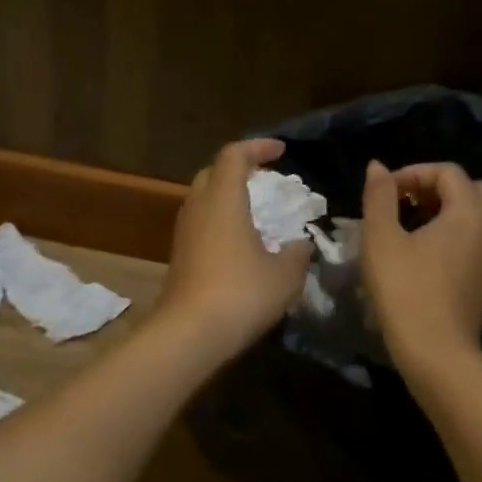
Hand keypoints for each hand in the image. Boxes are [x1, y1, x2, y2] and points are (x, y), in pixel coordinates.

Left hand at [155, 138, 312, 360]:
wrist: (189, 334)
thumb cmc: (241, 293)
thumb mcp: (285, 275)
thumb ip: (298, 254)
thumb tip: (301, 245)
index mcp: (223, 199)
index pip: (234, 155)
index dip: (257, 147)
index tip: (281, 151)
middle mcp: (198, 208)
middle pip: (212, 173)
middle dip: (239, 169)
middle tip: (267, 179)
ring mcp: (184, 233)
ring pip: (204, 200)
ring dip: (228, 197)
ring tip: (257, 212)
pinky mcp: (179, 256)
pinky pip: (201, 224)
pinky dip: (221, 222)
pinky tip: (242, 244)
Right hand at [361, 160, 481, 363]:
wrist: (437, 350)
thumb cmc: (405, 290)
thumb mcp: (381, 239)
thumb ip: (380, 196)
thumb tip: (377, 166)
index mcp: (470, 210)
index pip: (447, 173)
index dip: (413, 174)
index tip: (385, 193)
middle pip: (474, 188)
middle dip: (440, 188)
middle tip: (408, 203)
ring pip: (481, 213)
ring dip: (451, 209)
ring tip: (415, 224)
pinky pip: (481, 236)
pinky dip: (459, 230)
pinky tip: (429, 249)